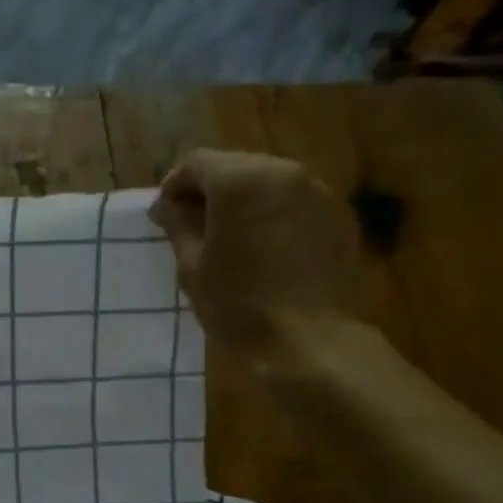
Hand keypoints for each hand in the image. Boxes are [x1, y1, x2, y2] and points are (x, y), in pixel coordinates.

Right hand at [150, 149, 365, 374]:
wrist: (309, 339)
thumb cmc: (239, 305)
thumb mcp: (193, 269)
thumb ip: (177, 227)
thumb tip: (165, 205)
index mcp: (240, 180)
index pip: (197, 163)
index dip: (175, 186)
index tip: (165, 217)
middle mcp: (283, 172)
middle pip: (235, 167)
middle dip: (211, 193)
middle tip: (195, 230)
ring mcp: (317, 192)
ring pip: (268, 184)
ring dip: (244, 205)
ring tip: (231, 243)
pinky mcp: (338, 216)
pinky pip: (295, 205)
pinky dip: (274, 218)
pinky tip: (266, 254)